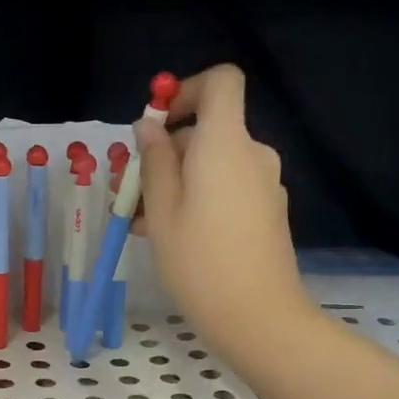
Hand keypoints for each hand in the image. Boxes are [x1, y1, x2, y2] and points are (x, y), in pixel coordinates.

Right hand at [136, 65, 309, 358]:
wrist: (258, 316)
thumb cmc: (200, 262)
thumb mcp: (162, 211)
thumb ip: (154, 162)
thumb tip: (149, 127)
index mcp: (226, 143)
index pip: (221, 82)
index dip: (187, 90)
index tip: (157, 123)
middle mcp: (252, 154)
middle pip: (209, 130)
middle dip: (167, 152)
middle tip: (131, 191)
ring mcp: (264, 184)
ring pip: (214, 165)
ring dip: (177, 182)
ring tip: (144, 223)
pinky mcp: (267, 211)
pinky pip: (228, 189)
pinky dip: (199, 199)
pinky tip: (172, 237)